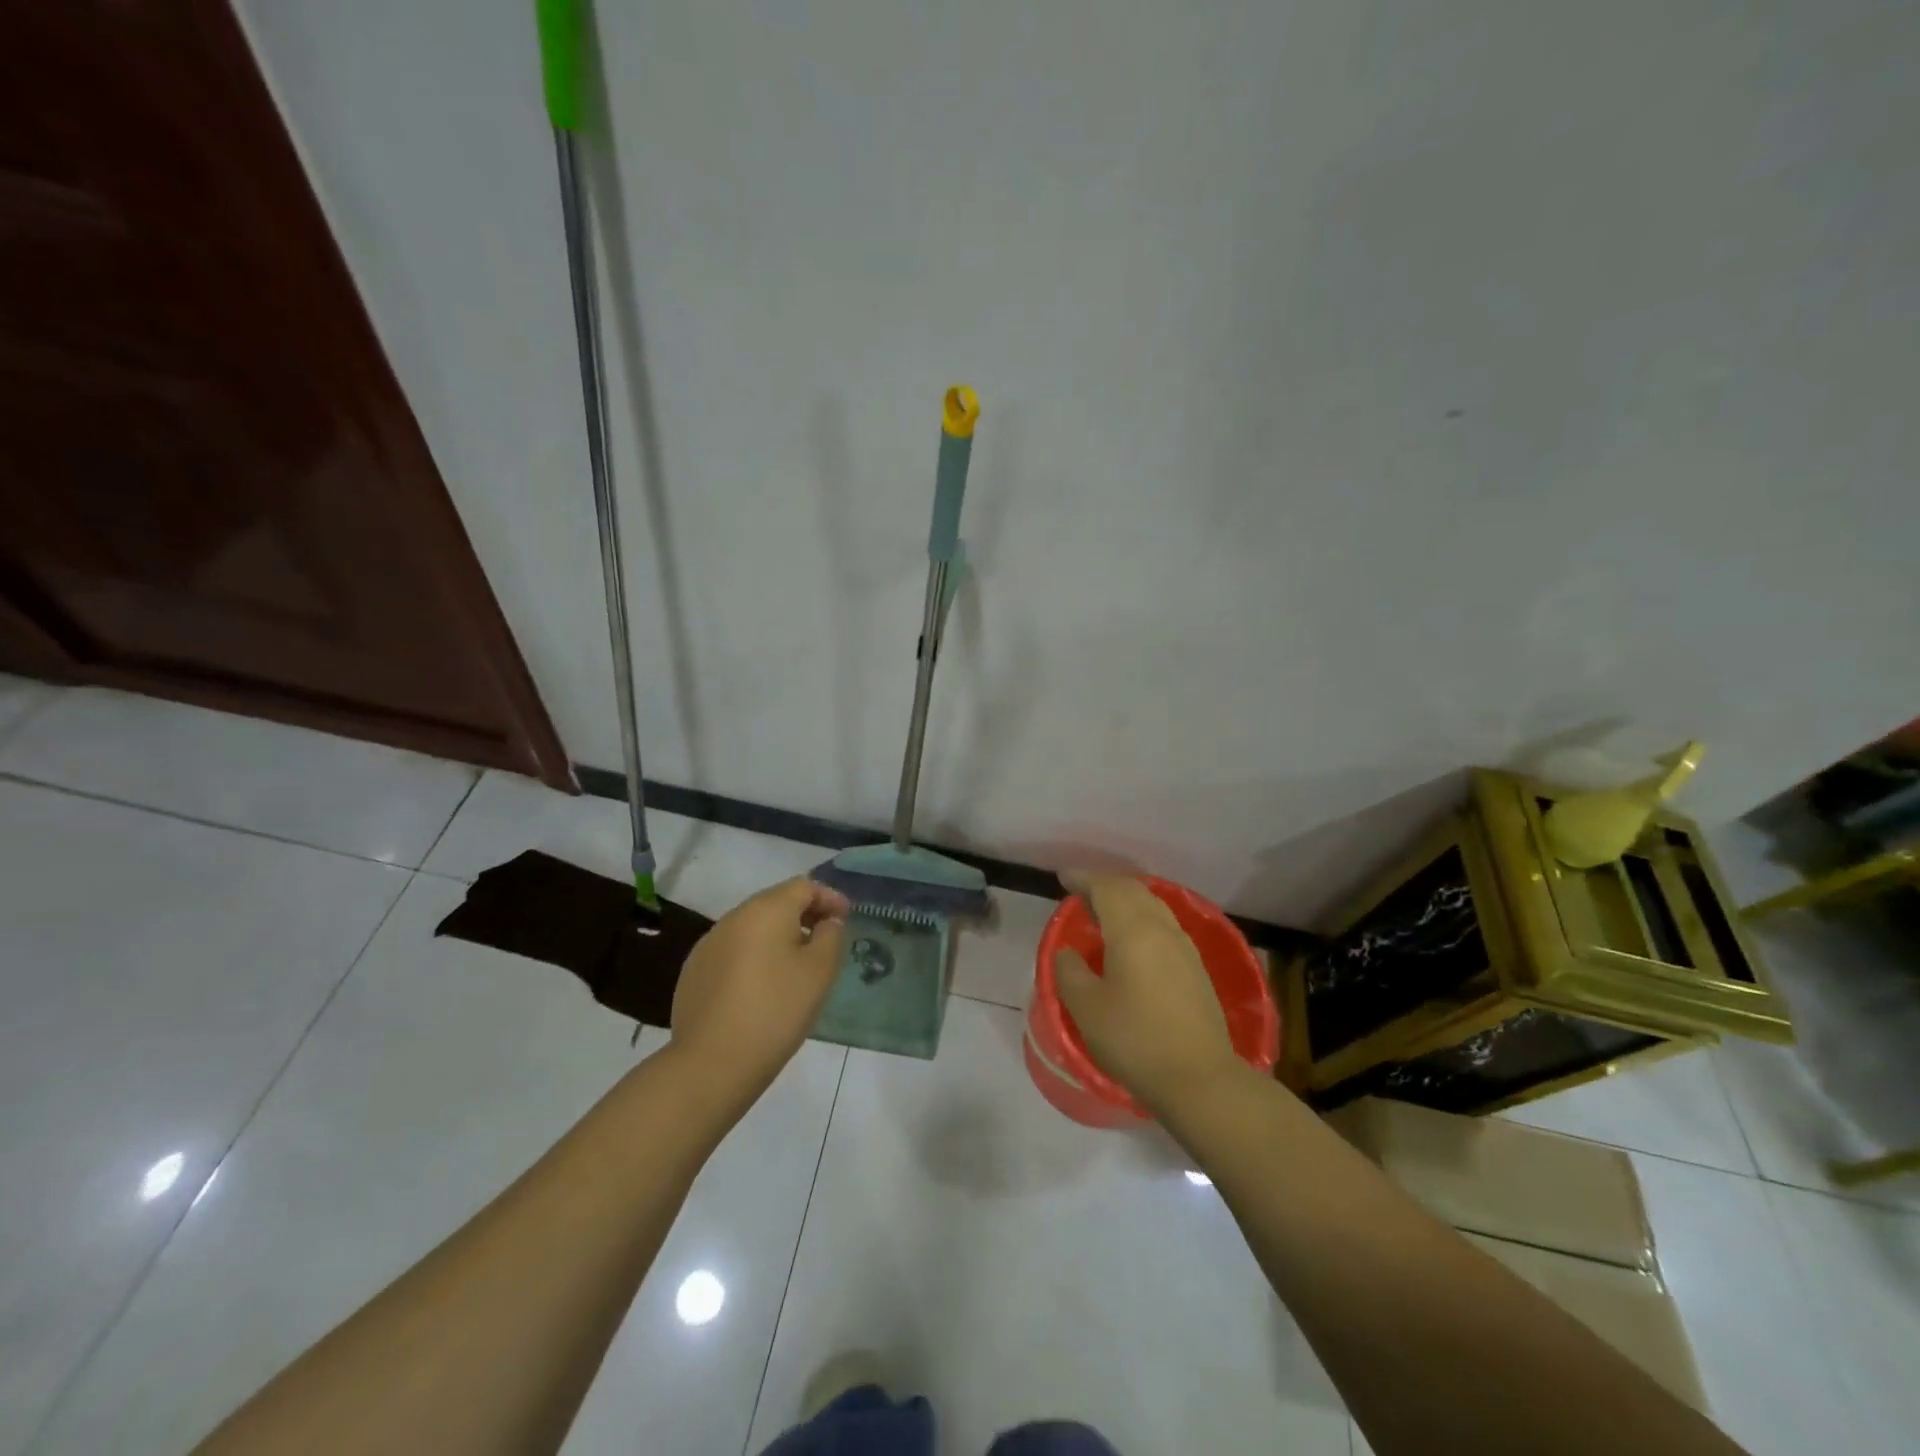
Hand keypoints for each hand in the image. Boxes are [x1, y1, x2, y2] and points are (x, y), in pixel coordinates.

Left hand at [670, 877, 848, 1109]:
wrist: (712, 1063)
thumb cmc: (776, 1010)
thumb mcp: (820, 971)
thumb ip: (830, 935)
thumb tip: (826, 922)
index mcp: (766, 910)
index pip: (804, 886)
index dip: (829, 897)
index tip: (846, 918)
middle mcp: (734, 917)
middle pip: (776, 902)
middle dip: (804, 915)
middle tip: (825, 939)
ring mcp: (708, 944)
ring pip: (752, 928)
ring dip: (777, 936)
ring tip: (795, 965)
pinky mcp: (694, 972)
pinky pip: (733, 951)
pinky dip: (753, 957)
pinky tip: (761, 987)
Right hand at [1053, 870, 1240, 1116]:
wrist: (1199, 1078)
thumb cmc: (1134, 1040)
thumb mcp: (1086, 1008)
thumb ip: (1069, 971)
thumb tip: (1068, 952)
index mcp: (1132, 930)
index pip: (1106, 888)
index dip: (1083, 878)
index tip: (1063, 878)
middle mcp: (1161, 928)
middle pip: (1132, 890)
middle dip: (1104, 885)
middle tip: (1080, 894)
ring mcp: (1183, 946)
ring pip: (1152, 905)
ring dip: (1125, 900)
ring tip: (1103, 913)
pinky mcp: (1195, 966)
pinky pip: (1163, 924)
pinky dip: (1141, 918)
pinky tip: (1132, 940)